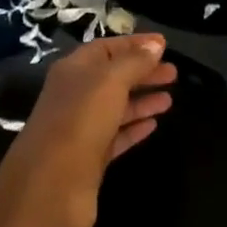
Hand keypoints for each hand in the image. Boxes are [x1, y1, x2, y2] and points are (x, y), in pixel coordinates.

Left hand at [0, 34, 176, 226]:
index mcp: (73, 70)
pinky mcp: (89, 157)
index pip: (105, 48)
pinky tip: (153, 125)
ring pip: (115, 107)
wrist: (52, 182)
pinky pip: (116, 136)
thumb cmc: (80, 119)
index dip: (134, 44)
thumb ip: (134, 62)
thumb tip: (156, 44)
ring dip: (142, 100)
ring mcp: (81, 127)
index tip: (164, 45)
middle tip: (174, 73)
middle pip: (112, 77)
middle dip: (142, 72)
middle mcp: (74, 95)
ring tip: (170, 99)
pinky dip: (134, 128)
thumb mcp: (110, 81)